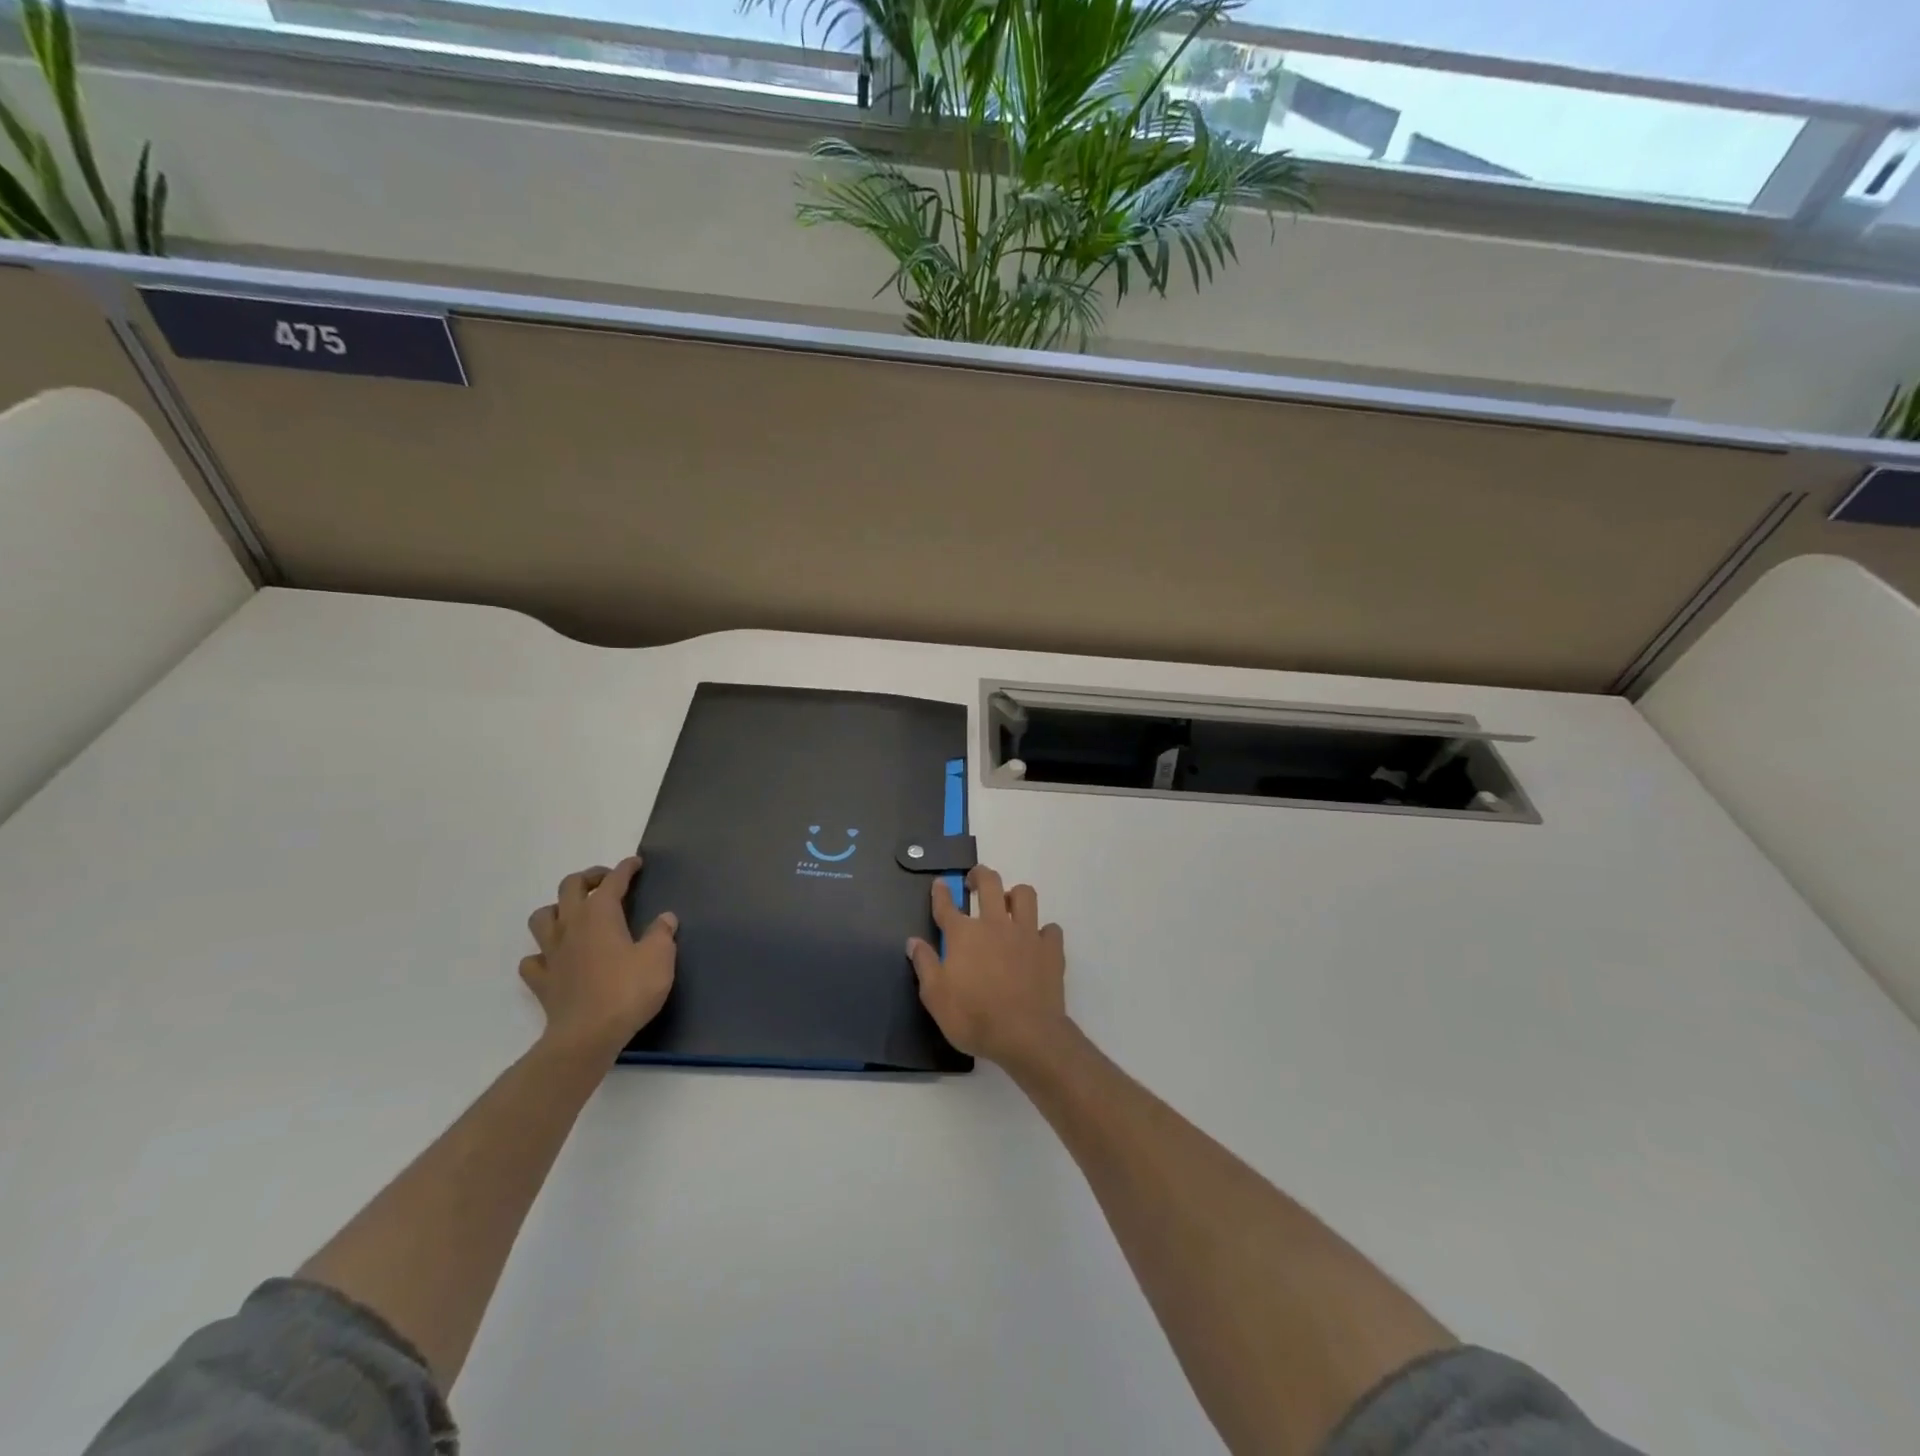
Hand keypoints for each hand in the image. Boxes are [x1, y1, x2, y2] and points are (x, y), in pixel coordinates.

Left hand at [522, 858, 676, 1061]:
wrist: (588, 1036)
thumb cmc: (628, 990)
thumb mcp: (660, 958)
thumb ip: (662, 934)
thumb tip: (665, 918)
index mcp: (600, 915)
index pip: (612, 881)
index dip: (625, 869)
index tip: (636, 863)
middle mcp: (571, 926)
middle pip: (569, 888)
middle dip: (589, 878)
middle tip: (606, 881)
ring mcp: (551, 953)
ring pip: (542, 917)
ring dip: (558, 909)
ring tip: (574, 914)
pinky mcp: (542, 981)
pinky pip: (533, 959)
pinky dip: (542, 953)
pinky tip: (555, 958)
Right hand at [908, 865, 1070, 1069]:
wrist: (1025, 1035)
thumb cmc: (973, 1017)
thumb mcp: (935, 997)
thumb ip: (925, 964)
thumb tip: (913, 941)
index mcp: (964, 934)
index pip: (947, 906)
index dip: (941, 892)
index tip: (940, 883)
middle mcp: (995, 924)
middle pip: (989, 884)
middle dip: (980, 875)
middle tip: (975, 881)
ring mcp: (1026, 934)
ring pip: (1025, 895)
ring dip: (1015, 895)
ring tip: (1009, 906)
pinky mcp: (1051, 949)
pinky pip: (1051, 929)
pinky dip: (1044, 932)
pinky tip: (1038, 942)